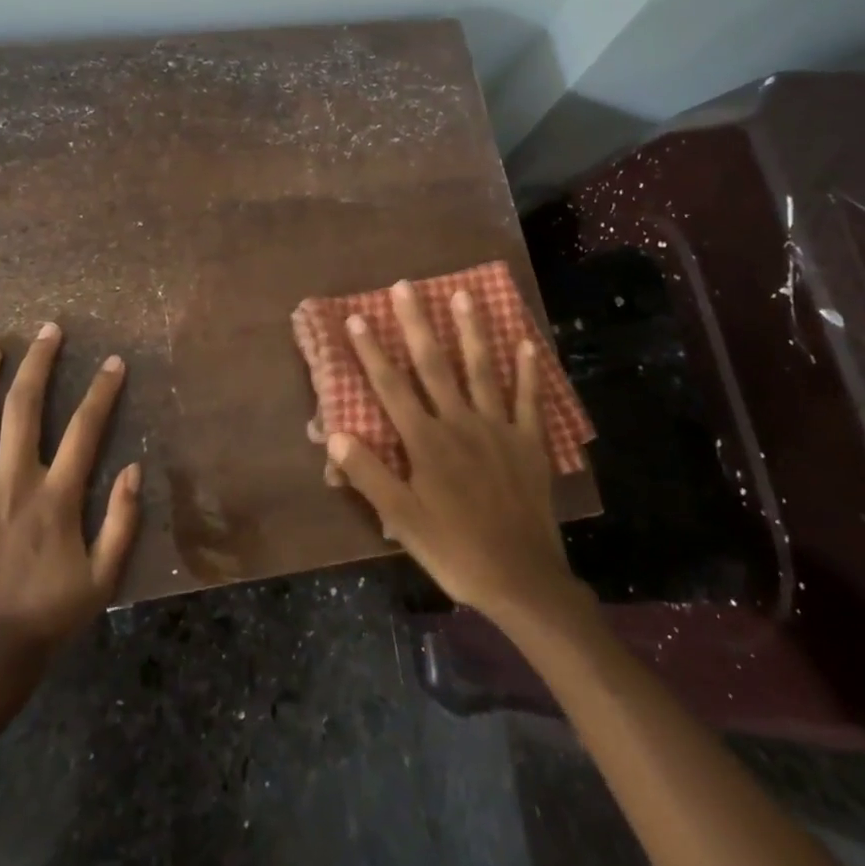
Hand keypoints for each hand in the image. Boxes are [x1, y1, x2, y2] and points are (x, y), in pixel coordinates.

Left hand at [0, 323, 141, 668]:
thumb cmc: (44, 623)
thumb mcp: (101, 581)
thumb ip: (122, 523)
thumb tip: (135, 469)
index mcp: (55, 498)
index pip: (85, 429)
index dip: (102, 391)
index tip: (113, 361)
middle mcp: (12, 483)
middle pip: (24, 409)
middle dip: (39, 363)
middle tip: (48, 330)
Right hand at [327, 281, 576, 625]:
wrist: (521, 579)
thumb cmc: (453, 549)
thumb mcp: (401, 520)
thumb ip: (369, 475)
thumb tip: (335, 434)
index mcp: (426, 441)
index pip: (391, 387)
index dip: (371, 351)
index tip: (356, 317)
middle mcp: (460, 423)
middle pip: (434, 365)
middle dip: (417, 324)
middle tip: (406, 287)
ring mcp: (498, 429)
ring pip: (481, 370)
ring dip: (471, 331)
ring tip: (464, 294)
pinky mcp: (528, 442)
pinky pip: (529, 400)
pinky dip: (528, 371)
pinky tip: (526, 343)